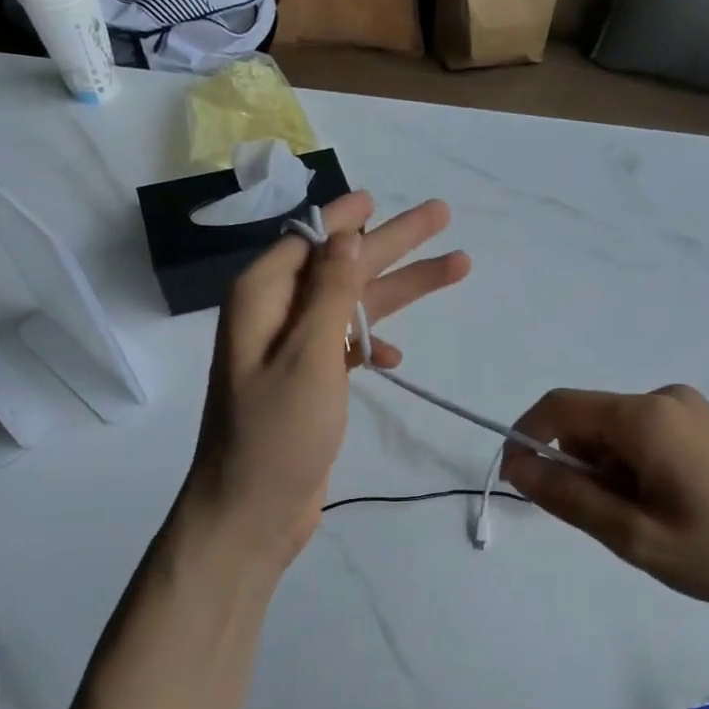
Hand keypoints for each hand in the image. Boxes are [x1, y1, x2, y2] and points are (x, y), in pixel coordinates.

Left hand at [176, 192, 469, 572]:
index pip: (310, 239)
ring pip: (353, 304)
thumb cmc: (277, 433)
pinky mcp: (308, 384)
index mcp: (263, 298)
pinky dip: (371, 344)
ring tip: (457, 267)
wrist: (251, 512)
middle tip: (441, 216)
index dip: (347, 217)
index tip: (380, 196)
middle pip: (341, 265)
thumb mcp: (308, 356)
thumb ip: (329, 292)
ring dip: (400, 290)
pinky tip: (396, 355)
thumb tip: (344, 234)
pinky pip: (345, 346)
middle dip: (392, 243)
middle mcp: (275, 316)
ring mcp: (292, 352)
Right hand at [501, 385, 708, 622]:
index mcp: (645, 416)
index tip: (519, 484)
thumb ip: (569, 497)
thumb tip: (518, 466)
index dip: (526, 439)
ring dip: (608, 475)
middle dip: (576, 467)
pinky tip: (667, 511)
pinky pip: (647, 439)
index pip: (559, 406)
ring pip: (618, 435)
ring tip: (645, 526)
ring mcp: (692, 410)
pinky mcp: (708, 428)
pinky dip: (635, 471)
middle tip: (604, 525)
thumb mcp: (634, 536)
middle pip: (590, 421)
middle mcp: (665, 398)